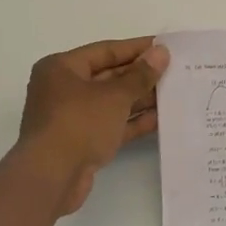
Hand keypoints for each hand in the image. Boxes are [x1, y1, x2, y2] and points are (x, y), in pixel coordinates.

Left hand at [15, 37, 169, 214]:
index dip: (136, 48)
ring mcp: (71, 118)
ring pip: (111, 102)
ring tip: (173, 93)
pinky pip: (111, 125)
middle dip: (140, 75)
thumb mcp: (114, 95)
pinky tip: (160, 118)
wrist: (51, 178)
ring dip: (140, 99)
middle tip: (174, 71)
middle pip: (108, 76)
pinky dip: (132, 121)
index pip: (105, 51)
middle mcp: (63, 89)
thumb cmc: (78, 124)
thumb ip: (140, 75)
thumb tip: (161, 53)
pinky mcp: (81, 142)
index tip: (165, 47)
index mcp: (61, 68)